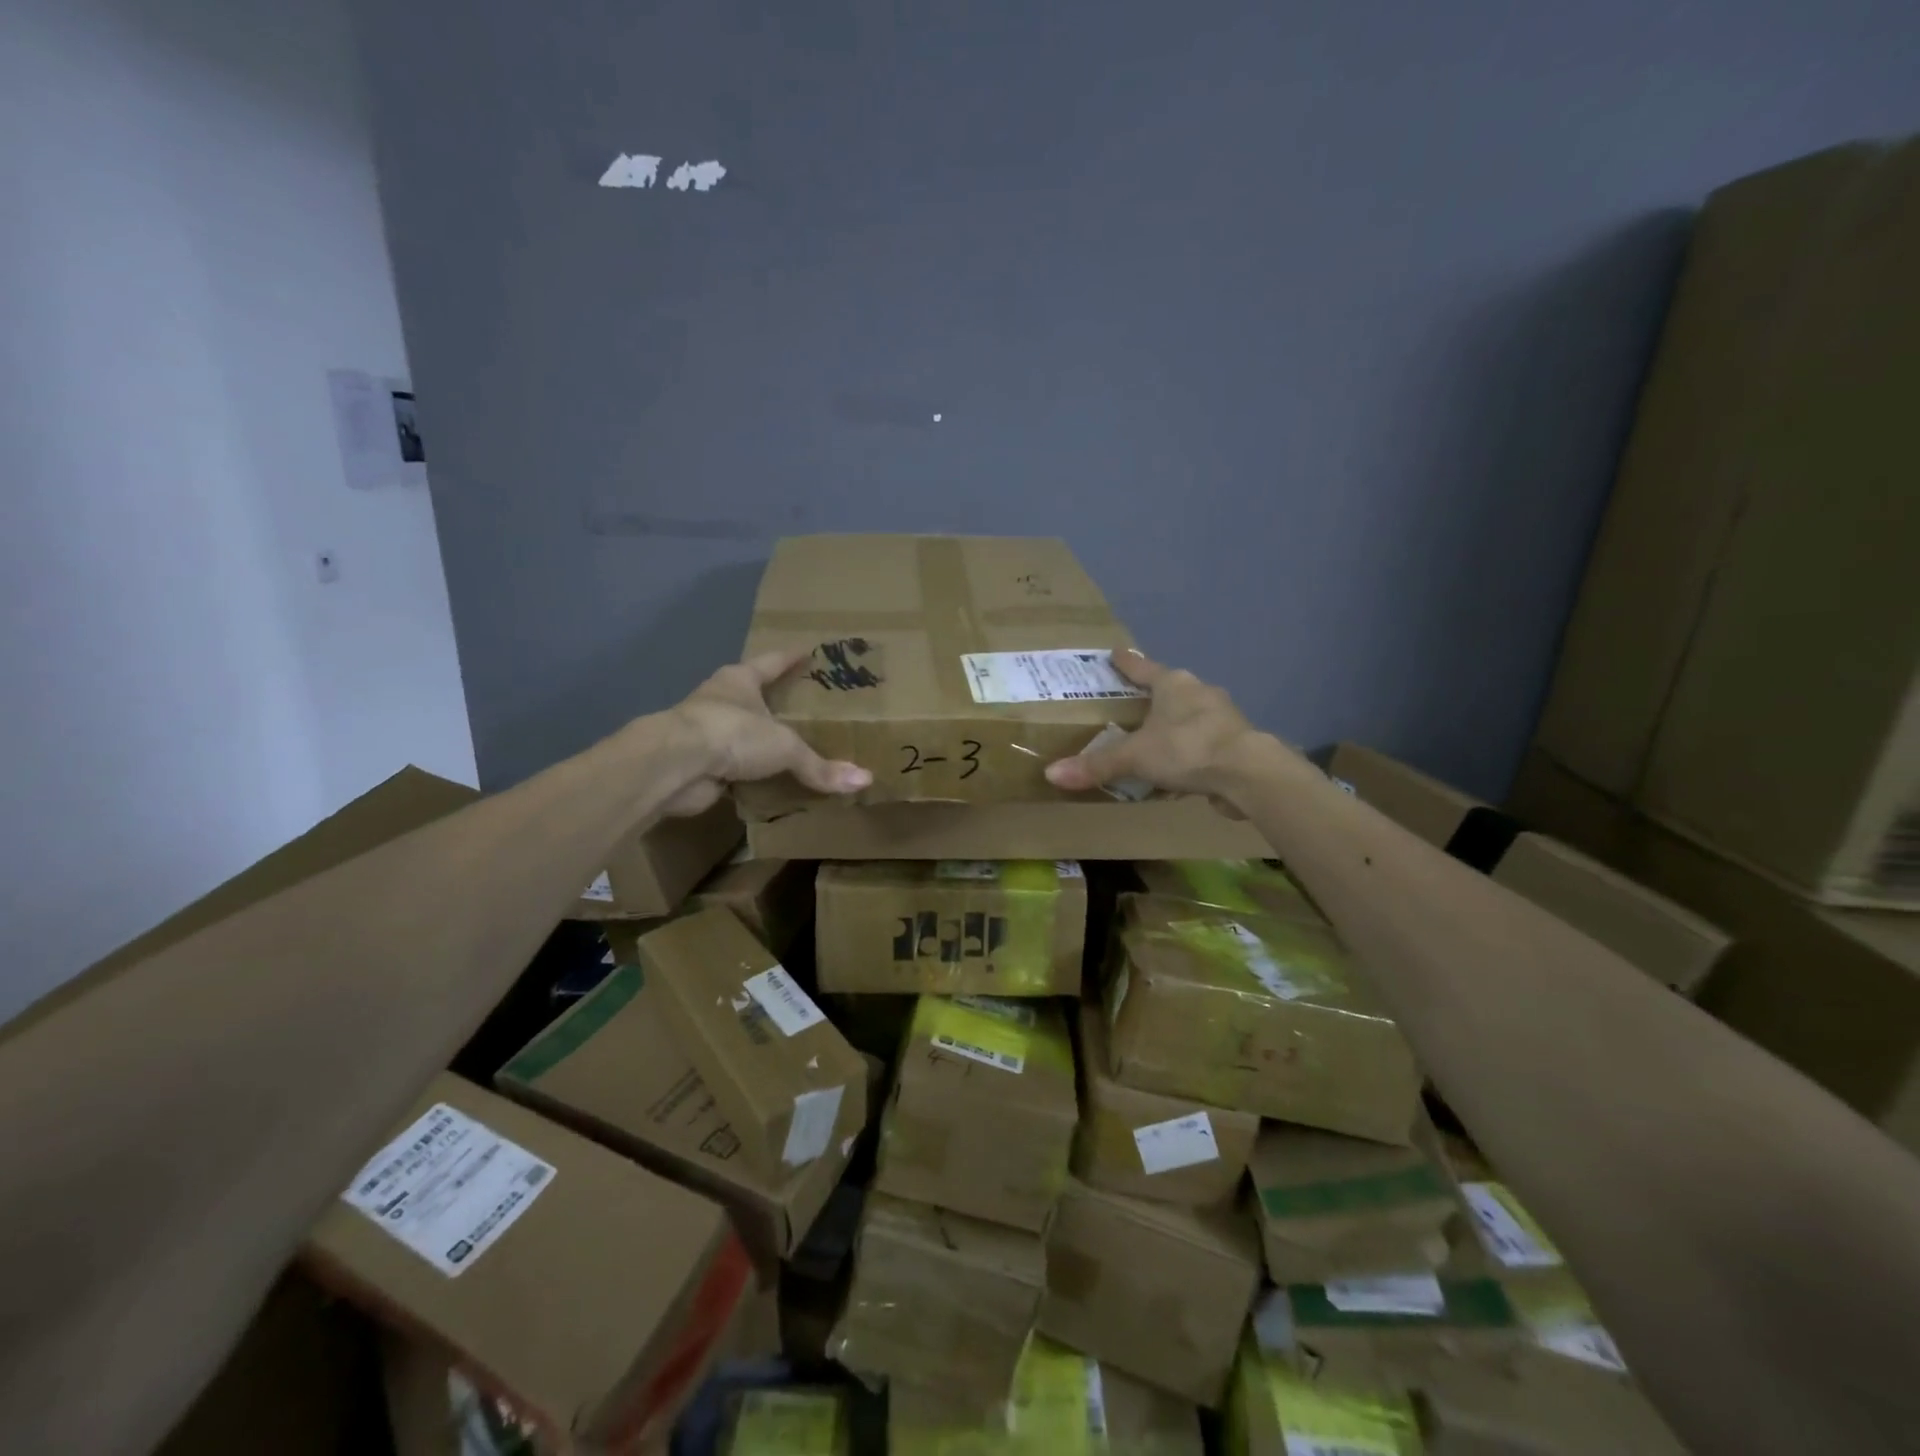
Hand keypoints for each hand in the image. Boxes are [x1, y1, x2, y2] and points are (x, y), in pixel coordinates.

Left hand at [660, 649, 872, 816]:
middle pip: (752, 696)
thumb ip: (820, 765)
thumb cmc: (732, 733)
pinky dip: (749, 775)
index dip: (790, 657)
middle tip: (804, 705)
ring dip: (758, 741)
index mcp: (739, 681)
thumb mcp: (785, 746)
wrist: (675, 766)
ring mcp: (705, 733)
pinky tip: (768, 782)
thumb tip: (865, 781)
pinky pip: (734, 769)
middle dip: (774, 701)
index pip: (771, 662)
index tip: (808, 650)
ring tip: (790, 747)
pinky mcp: (699, 765)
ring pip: (740, 734)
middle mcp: (720, 701)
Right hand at [1043, 648, 1273, 797]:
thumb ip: (1096, 765)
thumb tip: (1051, 774)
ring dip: (1174, 725)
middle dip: (1153, 697)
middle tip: (1132, 705)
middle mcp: (1200, 693)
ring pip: (1190, 716)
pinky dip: (1189, 751)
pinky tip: (1179, 767)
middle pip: (1171, 690)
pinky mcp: (1235, 744)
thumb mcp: (1134, 756)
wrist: (1247, 774)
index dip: (1127, 663)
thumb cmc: (1186, 749)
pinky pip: (1203, 742)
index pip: (1144, 668)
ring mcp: (1222, 717)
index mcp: (1174, 684)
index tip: (1115, 653)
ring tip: (1153, 739)